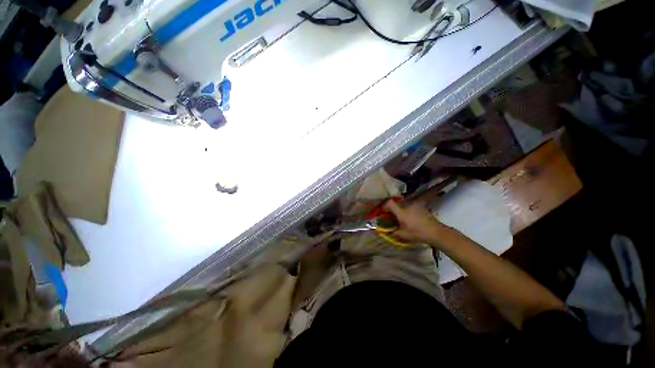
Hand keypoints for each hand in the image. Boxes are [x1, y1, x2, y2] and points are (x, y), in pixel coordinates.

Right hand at [384, 199, 447, 244]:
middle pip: (396, 203)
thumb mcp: (404, 235)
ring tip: (402, 217)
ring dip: (401, 209)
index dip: (385, 205)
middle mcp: (407, 205)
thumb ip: (393, 233)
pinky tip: (411, 218)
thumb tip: (387, 232)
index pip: (390, 203)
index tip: (383, 211)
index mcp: (401, 212)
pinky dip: (408, 210)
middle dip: (393, 208)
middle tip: (392, 215)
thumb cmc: (418, 233)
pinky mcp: (421, 207)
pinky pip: (411, 206)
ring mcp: (415, 205)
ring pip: (404, 204)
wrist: (436, 232)